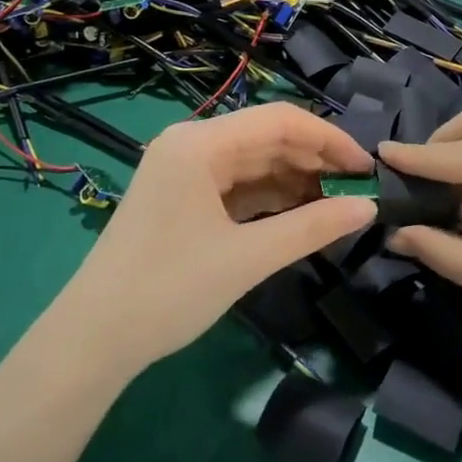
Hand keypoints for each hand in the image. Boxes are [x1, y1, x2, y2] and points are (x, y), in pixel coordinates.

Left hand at [51, 103, 376, 379]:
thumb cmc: (169, 290)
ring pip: (254, 162)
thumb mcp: (247, 258)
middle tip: (357, 190)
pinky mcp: (183, 196)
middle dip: (314, 160)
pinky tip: (300, 214)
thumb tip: (368, 208)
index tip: (366, 167)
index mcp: (200, 143)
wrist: (92, 341)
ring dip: (295, 180)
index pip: (279, 120)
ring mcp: (185, 170)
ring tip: (336, 204)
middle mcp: (192, 144)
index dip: (328, 138)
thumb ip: (312, 228)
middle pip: (267, 138)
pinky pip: (237, 185)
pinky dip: (270, 198)